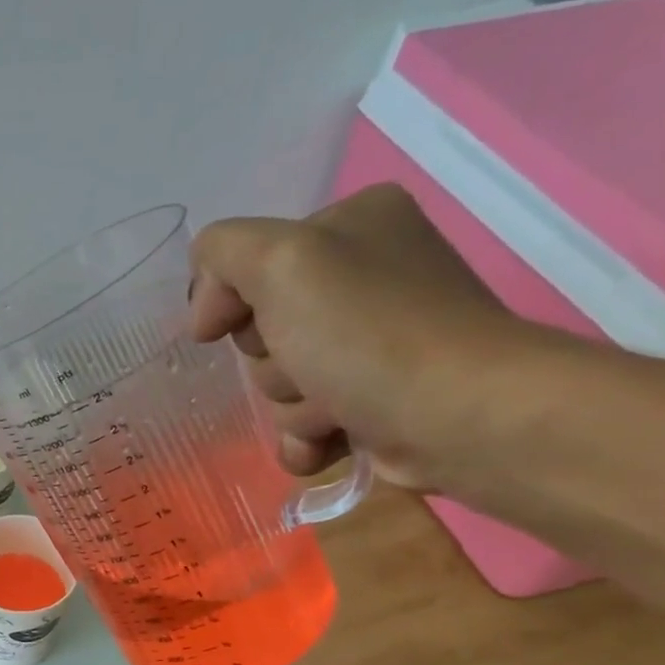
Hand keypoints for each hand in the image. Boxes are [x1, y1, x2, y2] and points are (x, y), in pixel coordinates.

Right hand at [187, 183, 530, 491]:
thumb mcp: (281, 262)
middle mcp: (367, 275)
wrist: (457, 417)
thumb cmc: (366, 333)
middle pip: (263, 331)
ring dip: (293, 406)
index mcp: (352, 224)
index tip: (237, 329)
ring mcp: (374, 342)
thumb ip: (224, 255)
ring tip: (334, 408)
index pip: (248, 265)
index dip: (234, 304)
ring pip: (282, 383)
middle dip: (273, 363)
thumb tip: (206, 310)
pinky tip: (331, 440)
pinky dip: (308, 438)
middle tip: (307, 367)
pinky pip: (305, 424)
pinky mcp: (379, 399)